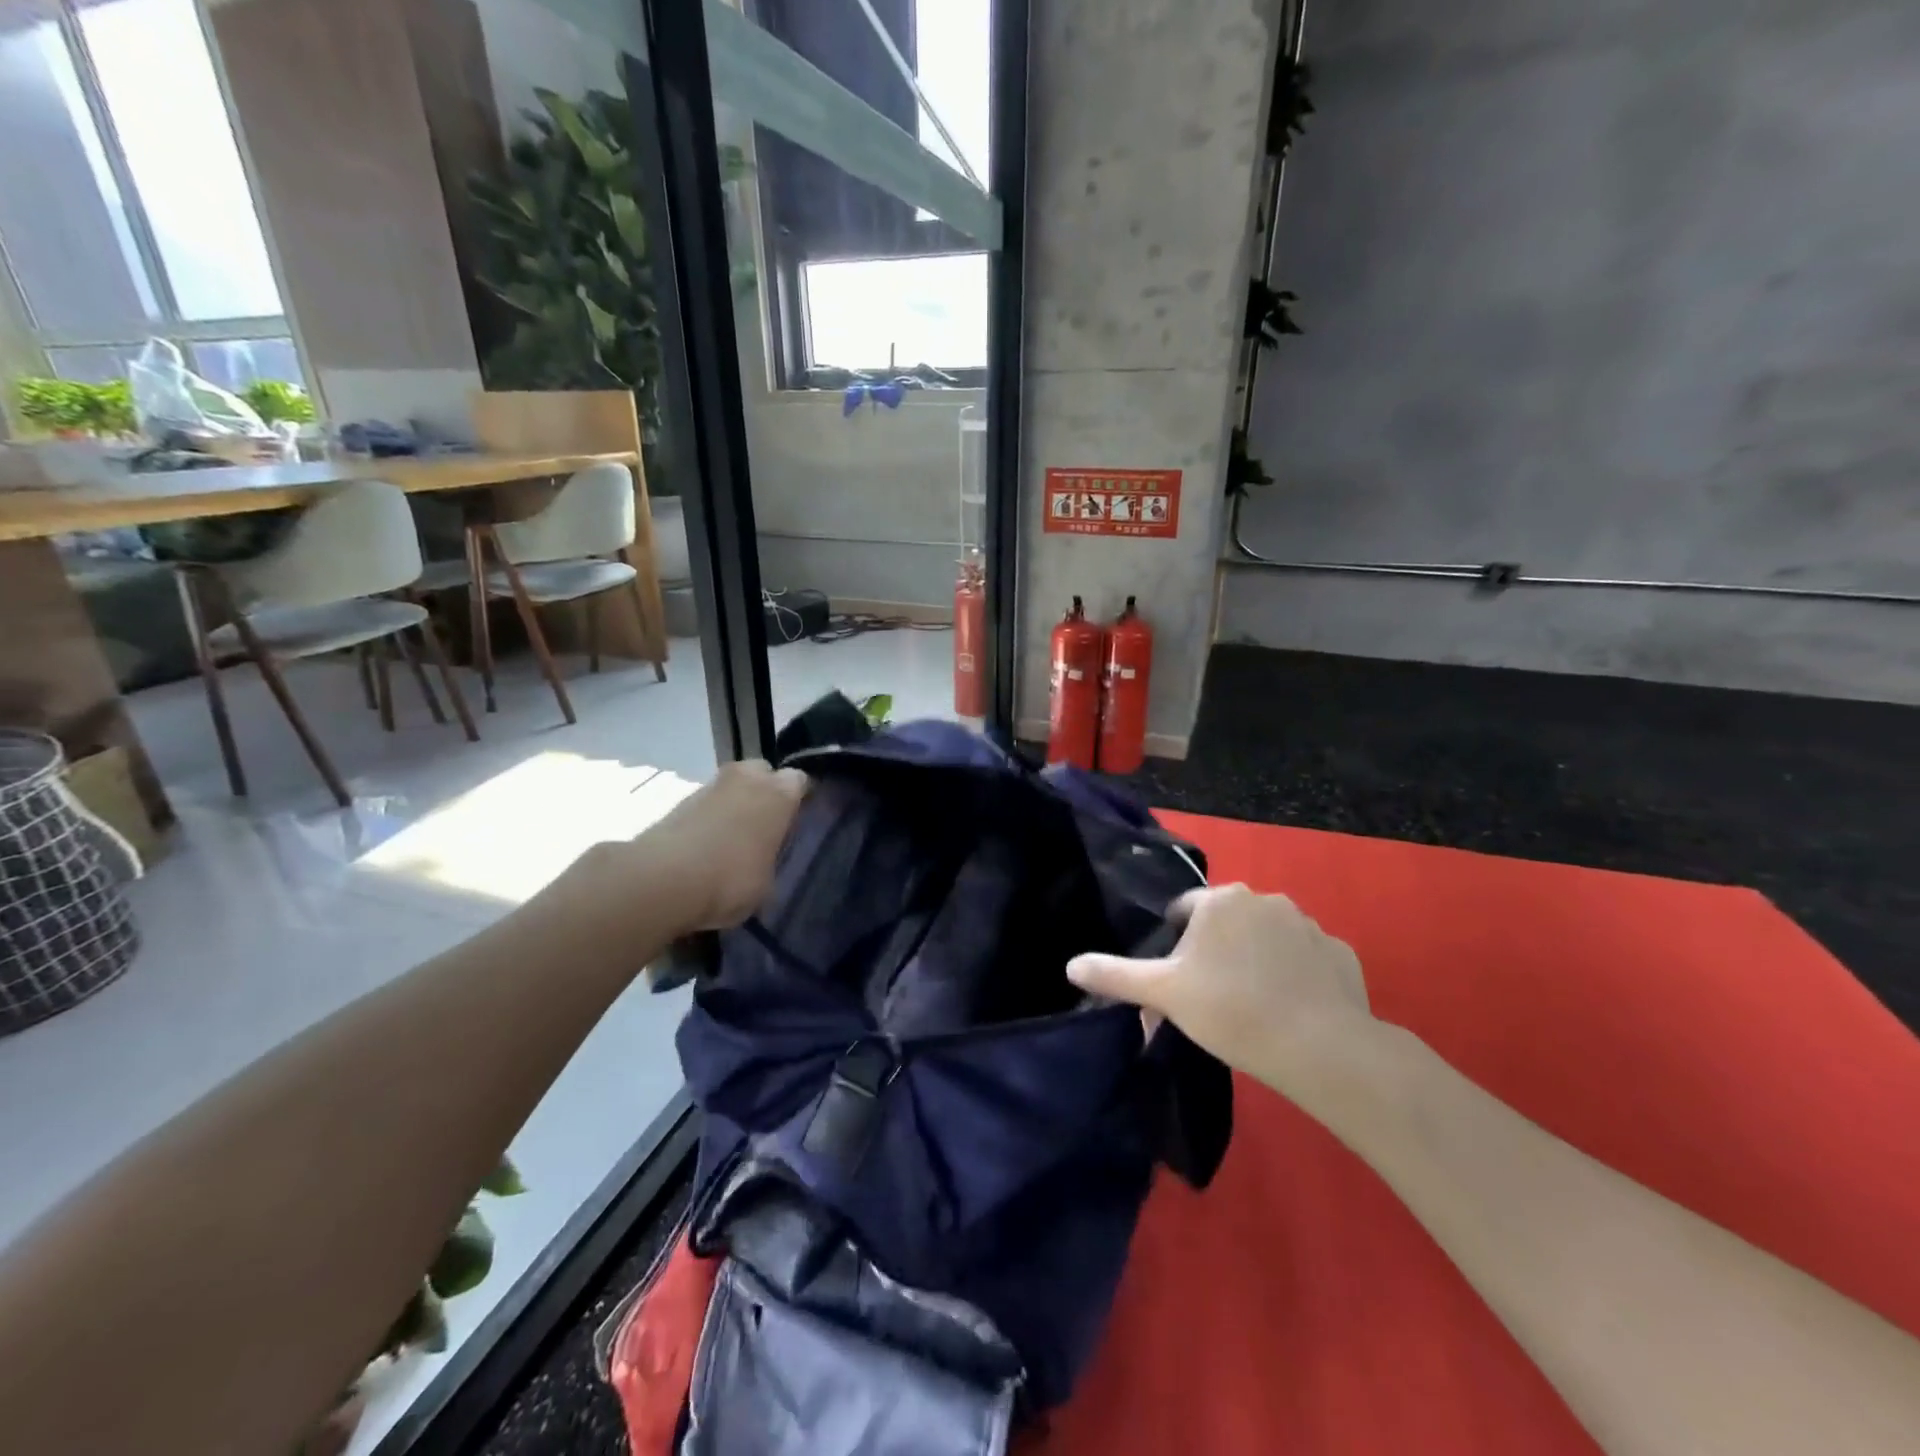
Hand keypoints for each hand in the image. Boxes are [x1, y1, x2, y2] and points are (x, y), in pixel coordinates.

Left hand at [628, 760, 807, 931]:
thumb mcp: (767, 882)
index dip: (799, 798)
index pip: (799, 781)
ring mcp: (709, 786)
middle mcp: (747, 778)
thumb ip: (769, 860)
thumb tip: (760, 861)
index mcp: (779, 793)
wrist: (663, 880)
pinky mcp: (678, 801)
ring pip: (731, 787)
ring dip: (733, 805)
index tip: (796, 819)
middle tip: (763, 824)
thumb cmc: (732, 879)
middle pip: (762, 773)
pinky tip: (705, 849)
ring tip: (731, 841)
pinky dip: (707, 820)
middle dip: (763, 791)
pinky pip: (705, 805)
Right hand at [1066, 884, 1372, 1089]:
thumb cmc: (1229, 1009)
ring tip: (1253, 1004)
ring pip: (1268, 937)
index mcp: (1220, 901)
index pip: (1185, 909)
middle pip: (1228, 921)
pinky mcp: (1340, 953)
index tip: (1180, 979)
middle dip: (1218, 949)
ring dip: (1258, 958)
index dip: (1177, 943)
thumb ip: (1115, 975)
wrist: (1318, 1046)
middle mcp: (1265, 899)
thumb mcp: (1163, 993)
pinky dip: (1297, 974)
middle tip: (1212, 994)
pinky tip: (1292, 1008)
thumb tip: (1070, 966)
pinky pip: (1307, 958)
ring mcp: (1308, 924)